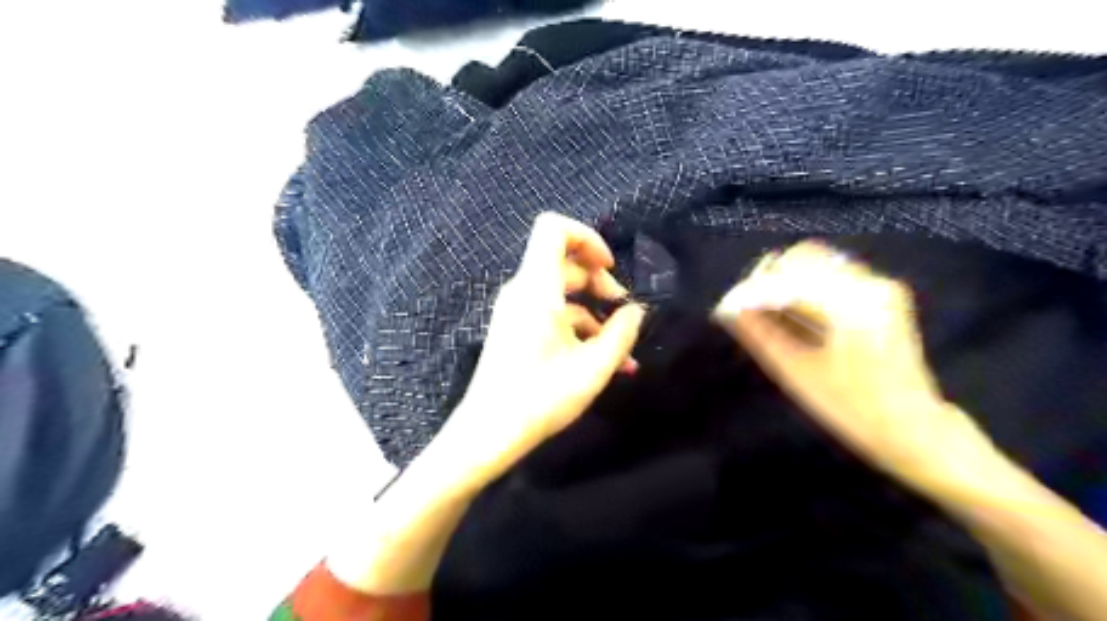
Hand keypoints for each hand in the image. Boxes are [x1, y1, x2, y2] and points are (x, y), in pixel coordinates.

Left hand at [440, 215, 650, 489]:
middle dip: (598, 280)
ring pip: (560, 290)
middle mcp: (522, 291)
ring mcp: (516, 310)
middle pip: (563, 261)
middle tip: (623, 309)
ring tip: (621, 343)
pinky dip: (577, 325)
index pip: (553, 229)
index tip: (610, 268)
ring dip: (593, 309)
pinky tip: (602, 357)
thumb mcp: (592, 368)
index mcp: (537, 288)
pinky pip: (550, 312)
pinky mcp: (516, 329)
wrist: (488, 432)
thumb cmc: (541, 398)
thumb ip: (621, 334)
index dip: (587, 238)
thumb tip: (637, 311)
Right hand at [714, 239, 990, 492]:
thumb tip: (727, 310)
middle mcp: (871, 286)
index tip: (724, 307)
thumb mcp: (796, 373)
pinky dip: (804, 281)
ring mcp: (881, 284)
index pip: (788, 283)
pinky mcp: (882, 290)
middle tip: (744, 306)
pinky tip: (791, 307)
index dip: (751, 292)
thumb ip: (760, 334)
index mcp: (852, 311)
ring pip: (818, 260)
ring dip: (785, 278)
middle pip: (803, 258)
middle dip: (767, 278)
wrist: (912, 425)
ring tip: (764, 307)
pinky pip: (832, 271)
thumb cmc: (850, 409)